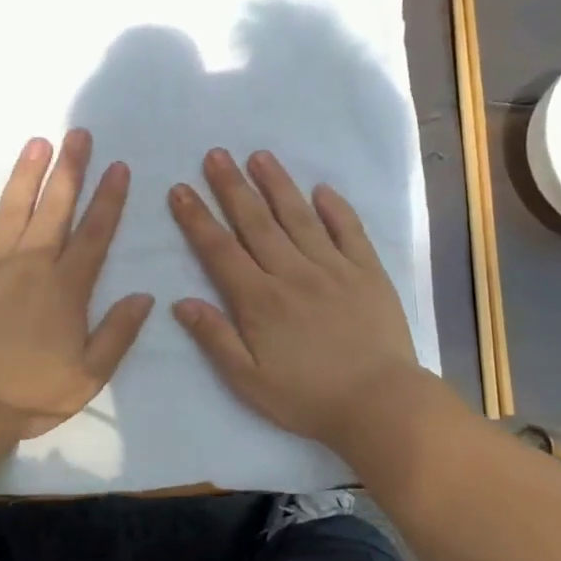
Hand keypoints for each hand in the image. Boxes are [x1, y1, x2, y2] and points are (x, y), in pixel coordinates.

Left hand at [0, 130, 154, 444]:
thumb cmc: (26, 394)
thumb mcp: (87, 378)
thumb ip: (118, 334)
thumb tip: (145, 295)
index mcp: (65, 288)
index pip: (94, 233)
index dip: (109, 198)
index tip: (119, 167)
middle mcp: (29, 263)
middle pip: (54, 207)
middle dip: (70, 168)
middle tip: (78, 133)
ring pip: (12, 207)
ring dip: (27, 173)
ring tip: (38, 142)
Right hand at [169, 148, 427, 450]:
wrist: (380, 405)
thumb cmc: (308, 397)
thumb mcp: (248, 380)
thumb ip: (215, 338)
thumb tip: (180, 302)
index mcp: (260, 299)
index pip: (220, 249)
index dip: (197, 218)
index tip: (180, 189)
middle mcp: (292, 273)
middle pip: (256, 222)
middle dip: (232, 186)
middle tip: (216, 155)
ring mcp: (333, 268)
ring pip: (299, 216)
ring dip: (277, 184)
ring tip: (260, 156)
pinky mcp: (367, 271)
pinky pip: (349, 231)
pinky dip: (336, 208)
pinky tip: (322, 189)